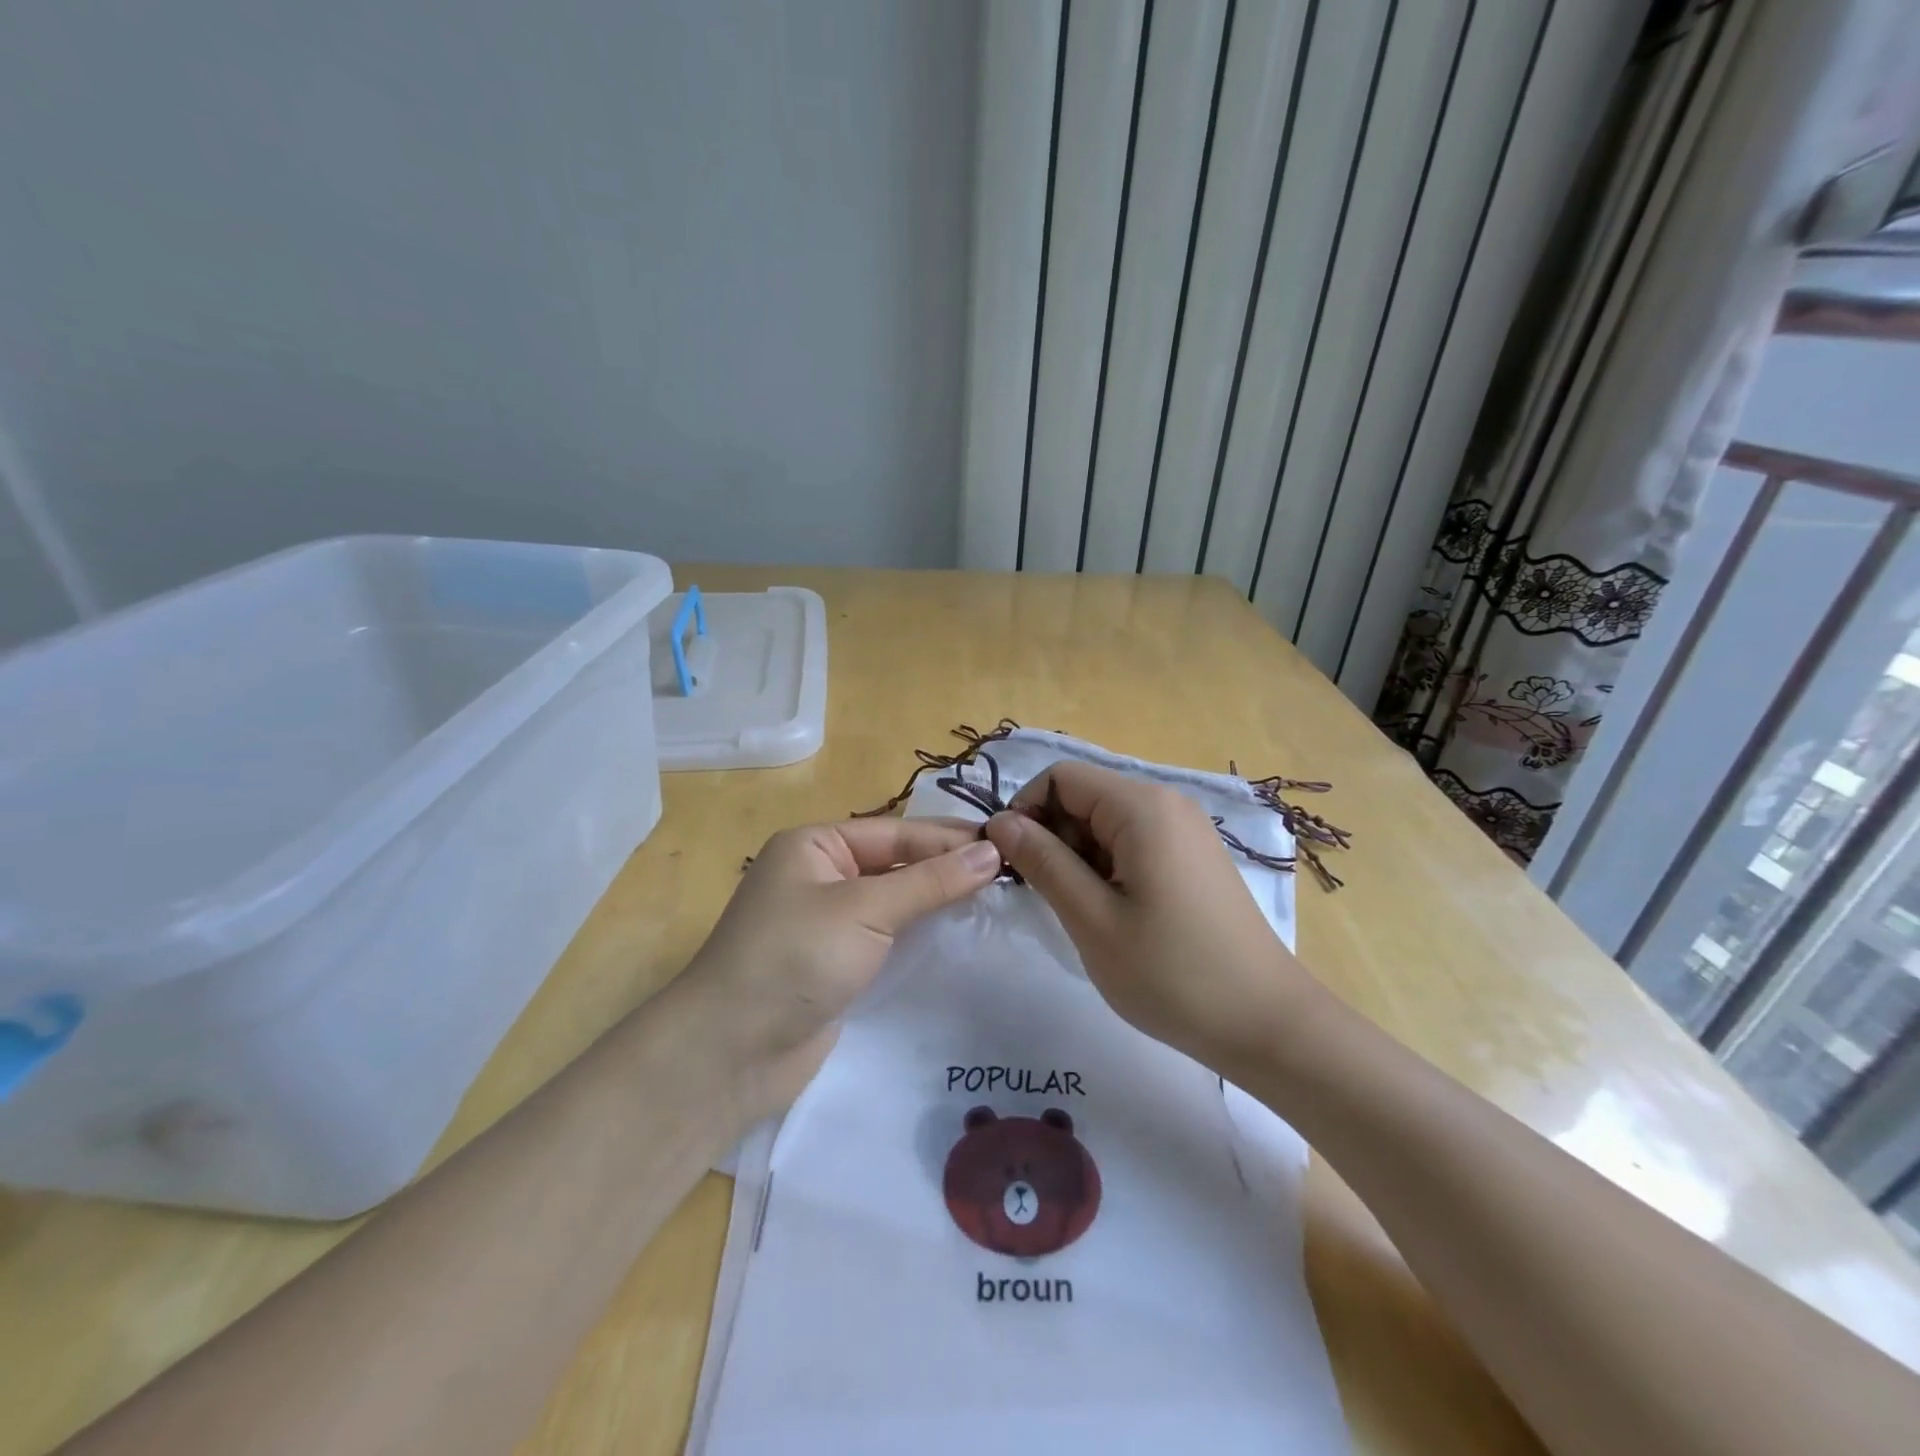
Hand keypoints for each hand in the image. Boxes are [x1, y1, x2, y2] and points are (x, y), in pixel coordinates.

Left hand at [672, 819, 1003, 1121]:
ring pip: (894, 901)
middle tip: (1010, 872)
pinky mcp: (836, 964)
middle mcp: (821, 875)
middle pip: (896, 863)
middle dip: (947, 868)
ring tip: (996, 900)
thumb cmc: (794, 959)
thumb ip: (930, 882)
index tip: (1007, 845)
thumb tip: (991, 853)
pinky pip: (887, 938)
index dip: (950, 840)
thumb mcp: (865, 910)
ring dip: (937, 901)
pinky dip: (920, 935)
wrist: (730, 1053)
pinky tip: (958, 935)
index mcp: (816, 845)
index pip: (897, 833)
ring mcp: (828, 922)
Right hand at [984, 760, 1322, 1071]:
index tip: (1010, 864)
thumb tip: (1000, 822)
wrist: (1265, 1023)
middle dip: (1052, 836)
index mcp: (1141, 806)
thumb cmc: (1171, 973)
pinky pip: (1133, 841)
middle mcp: (1166, 802)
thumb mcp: (1092, 919)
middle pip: (1084, 796)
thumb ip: (1042, 862)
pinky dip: (1107, 866)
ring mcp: (1185, 829)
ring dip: (1078, 856)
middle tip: (1045, 896)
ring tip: (1081, 912)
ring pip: (1105, 822)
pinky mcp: (1193, 856)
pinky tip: (1113, 913)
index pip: (1059, 777)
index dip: (1025, 812)